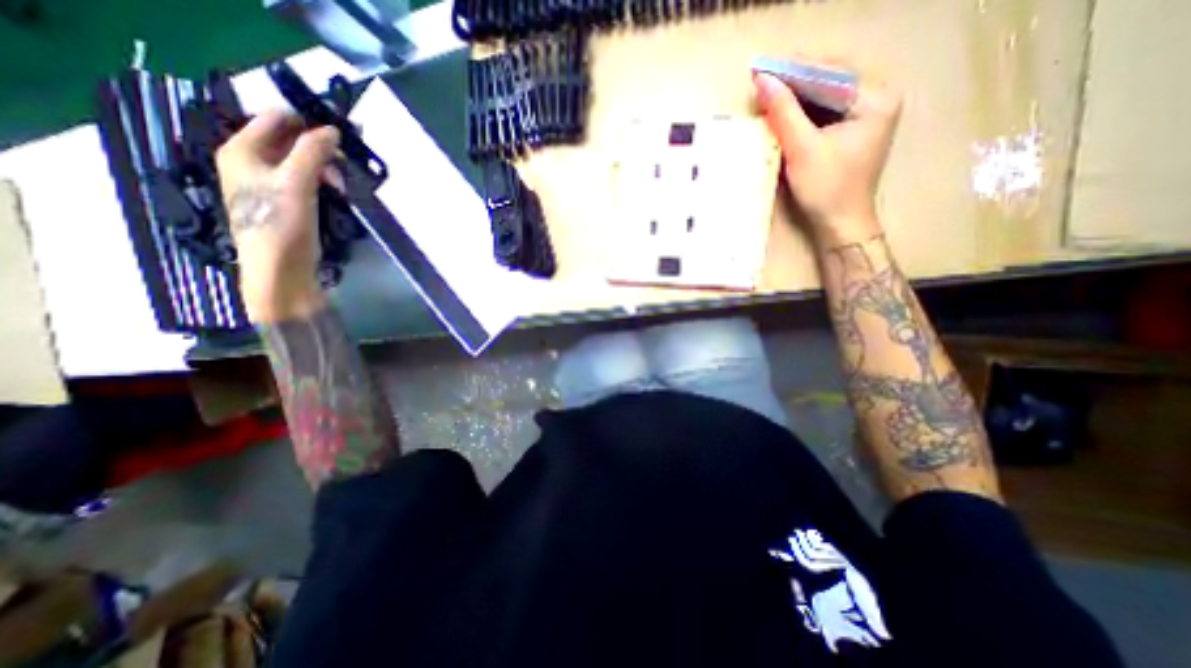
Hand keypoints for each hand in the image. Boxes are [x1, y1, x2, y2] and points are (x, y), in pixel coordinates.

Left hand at [216, 110, 339, 324]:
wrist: (282, 272)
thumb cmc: (281, 226)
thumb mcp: (296, 184)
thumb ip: (312, 152)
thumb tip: (333, 129)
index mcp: (241, 149)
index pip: (276, 118)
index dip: (309, 121)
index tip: (344, 132)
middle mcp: (252, 162)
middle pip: (292, 140)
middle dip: (323, 148)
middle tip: (348, 162)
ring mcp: (271, 184)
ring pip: (304, 162)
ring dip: (328, 168)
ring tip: (344, 185)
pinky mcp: (289, 203)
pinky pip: (309, 181)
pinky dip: (326, 182)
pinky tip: (339, 193)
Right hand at [751, 68, 902, 247]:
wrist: (840, 223)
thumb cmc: (826, 189)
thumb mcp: (803, 149)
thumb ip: (784, 113)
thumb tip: (763, 81)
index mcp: (875, 99)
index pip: (830, 72)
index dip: (794, 70)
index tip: (762, 68)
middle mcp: (876, 99)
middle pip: (830, 80)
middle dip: (795, 82)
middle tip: (762, 80)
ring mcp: (866, 115)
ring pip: (825, 96)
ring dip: (796, 96)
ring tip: (768, 94)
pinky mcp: (852, 130)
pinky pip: (824, 112)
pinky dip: (802, 112)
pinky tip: (783, 113)